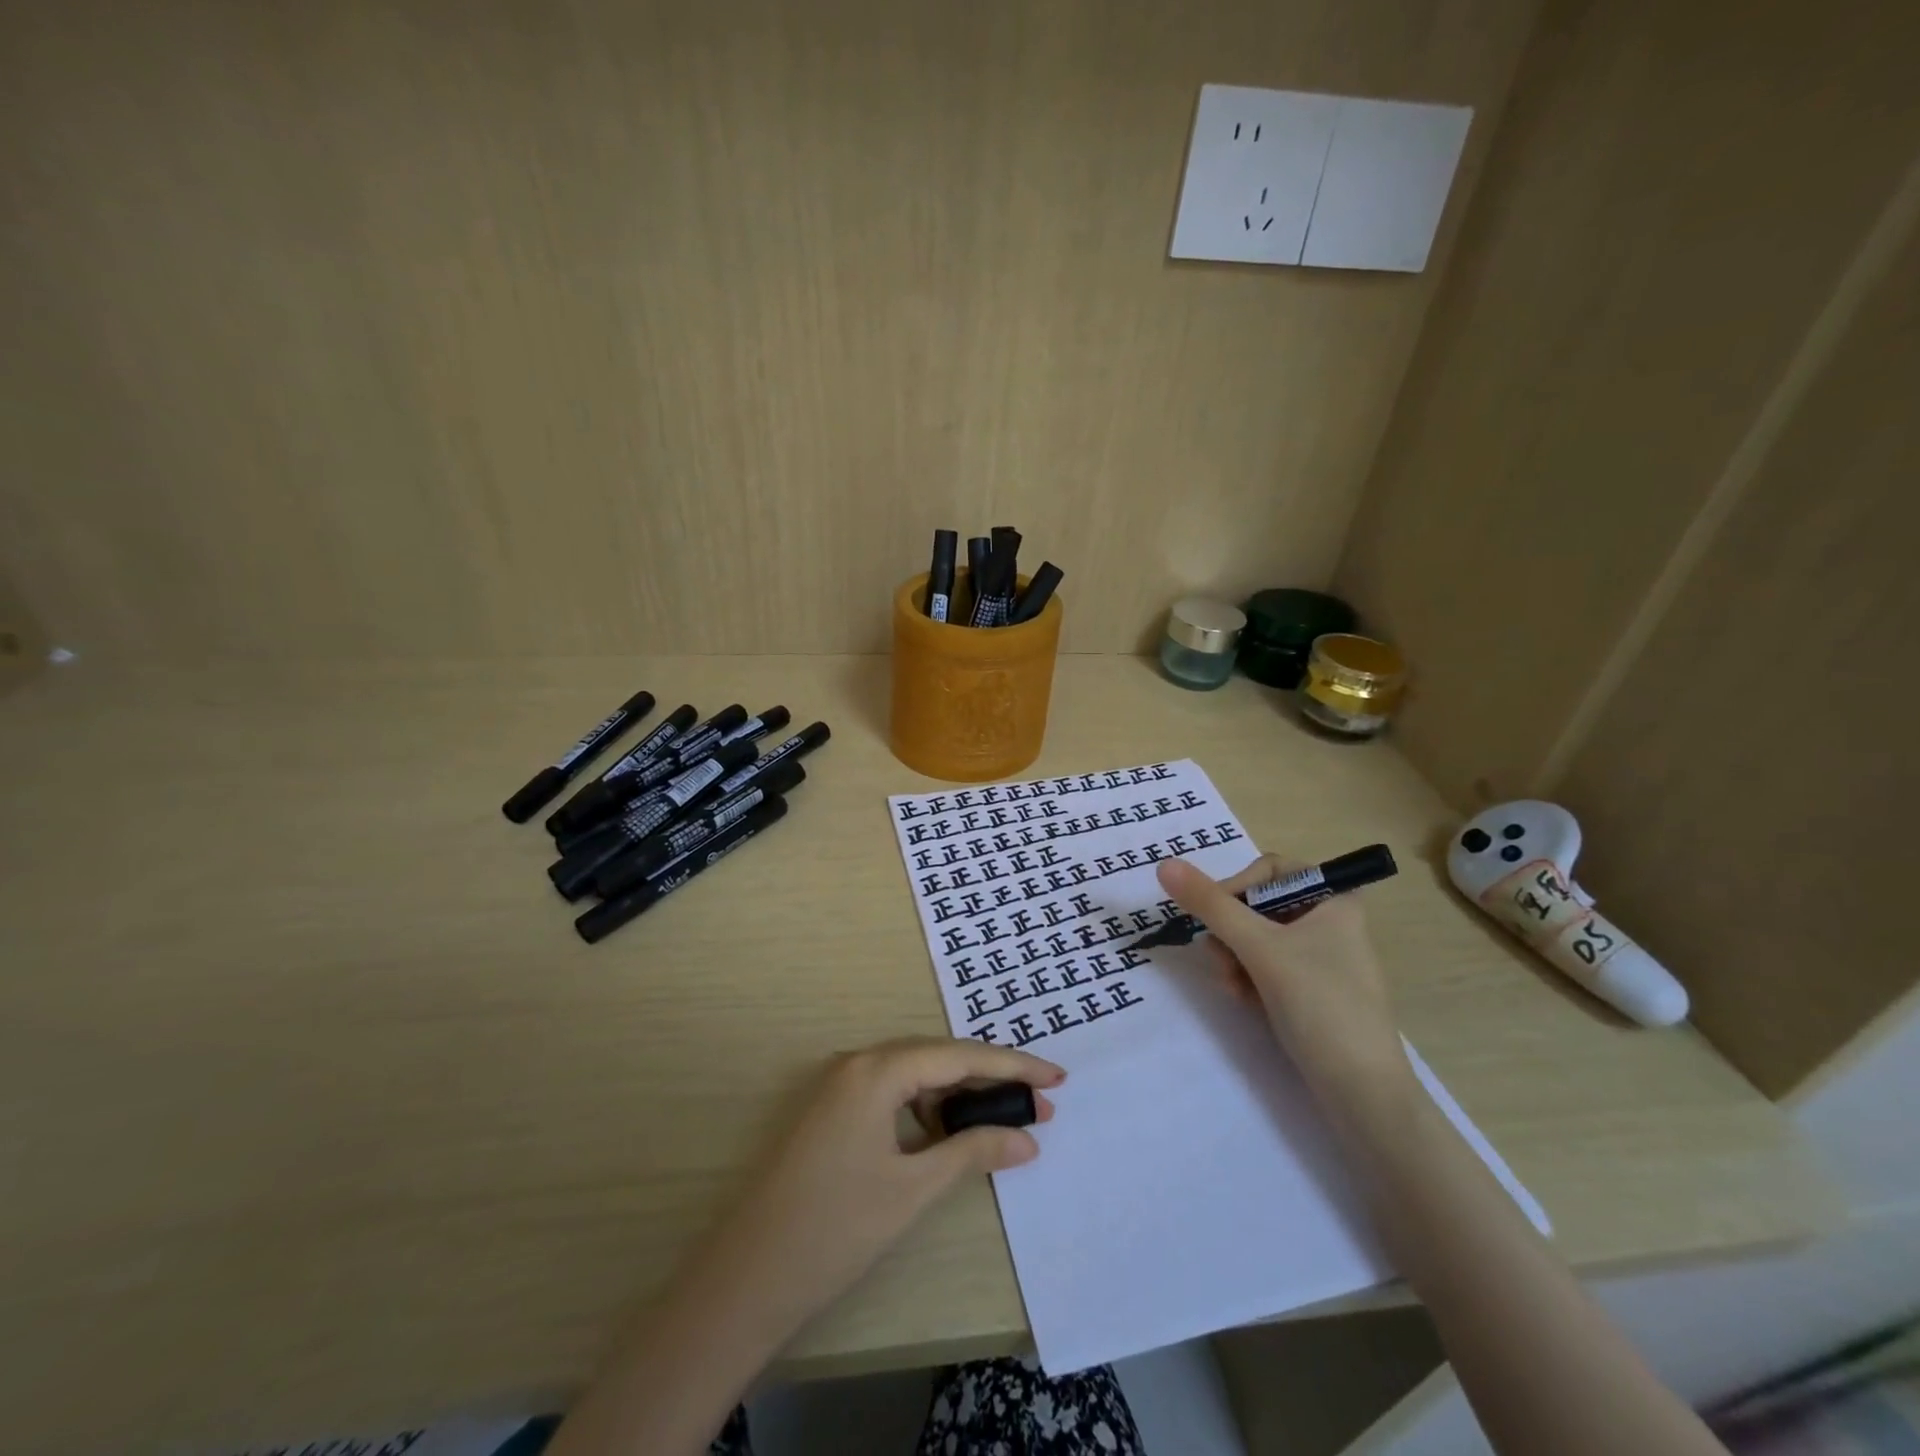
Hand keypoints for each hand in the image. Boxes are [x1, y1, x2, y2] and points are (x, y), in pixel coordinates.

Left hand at [699, 1037, 1063, 1335]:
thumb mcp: (913, 1189)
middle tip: (1039, 1104)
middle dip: (989, 1079)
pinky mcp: (832, 1111)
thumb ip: (972, 1151)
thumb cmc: (835, 1229)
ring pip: (914, 1075)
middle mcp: (857, 1063)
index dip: (1012, 1066)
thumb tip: (1028, 1137)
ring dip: (958, 1094)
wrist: (746, 1278)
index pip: (958, 1056)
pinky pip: (891, 1093)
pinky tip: (948, 1133)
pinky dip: (926, 1108)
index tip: (1057, 1079)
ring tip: (1001, 1119)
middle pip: (937, 1058)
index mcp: (876, 1069)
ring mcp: (839, 1086)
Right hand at [1156, 856, 1408, 1112]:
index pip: (1271, 868)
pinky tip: (1244, 1001)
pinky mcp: (1312, 990)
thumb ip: (1210, 904)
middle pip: (1258, 905)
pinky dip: (1248, 978)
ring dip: (1234, 958)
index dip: (1237, 886)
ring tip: (1233, 987)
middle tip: (1220, 958)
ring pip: (1257, 938)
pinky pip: (1267, 967)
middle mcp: (1330, 921)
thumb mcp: (1259, 948)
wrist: (1363, 1094)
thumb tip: (1164, 864)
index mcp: (1335, 898)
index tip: (1216, 914)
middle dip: (1231, 932)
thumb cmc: (1320, 1005)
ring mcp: (1322, 958)